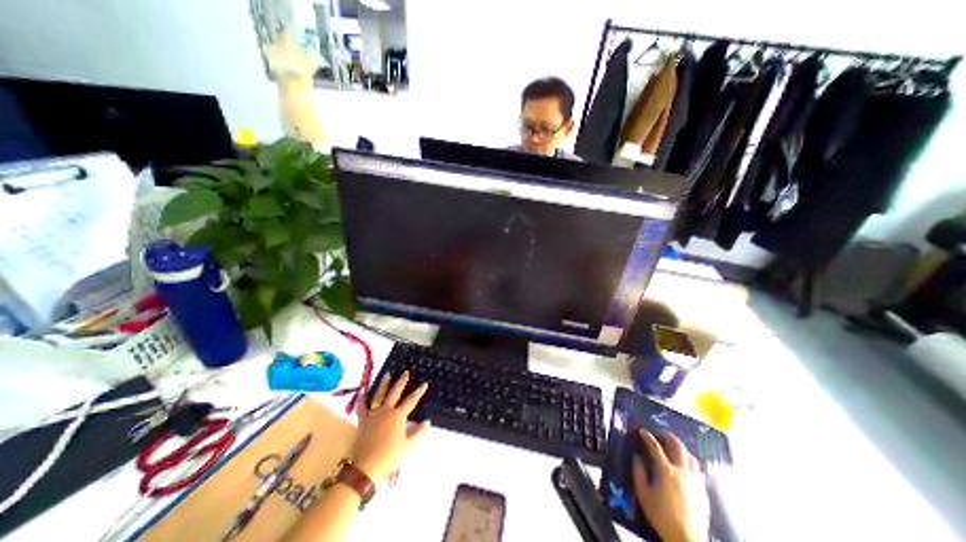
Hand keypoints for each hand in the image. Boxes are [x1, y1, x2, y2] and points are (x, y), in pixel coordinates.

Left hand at [351, 373, 428, 481]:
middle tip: (406, 371)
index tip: (425, 383)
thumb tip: (427, 421)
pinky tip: (362, 389)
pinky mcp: (363, 420)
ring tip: (387, 373)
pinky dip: (362, 398)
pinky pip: (362, 406)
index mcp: (398, 416)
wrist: (365, 467)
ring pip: (379, 395)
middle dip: (401, 381)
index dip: (419, 392)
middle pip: (395, 392)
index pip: (411, 400)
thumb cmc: (389, 456)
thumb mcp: (408, 446)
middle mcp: (386, 410)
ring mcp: (373, 414)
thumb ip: (418, 432)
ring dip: (384, 384)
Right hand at [632, 432, 711, 541]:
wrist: (687, 539)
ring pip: (690, 457)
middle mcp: (682, 472)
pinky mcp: (703, 491)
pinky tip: (686, 465)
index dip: (647, 437)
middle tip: (661, 434)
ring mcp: (694, 481)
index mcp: (666, 471)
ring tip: (674, 447)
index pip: (655, 447)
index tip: (642, 432)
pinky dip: (690, 462)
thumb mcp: (643, 494)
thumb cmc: (662, 517)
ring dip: (681, 448)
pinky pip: (698, 470)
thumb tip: (637, 457)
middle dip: (668, 437)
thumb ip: (638, 473)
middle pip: (677, 446)